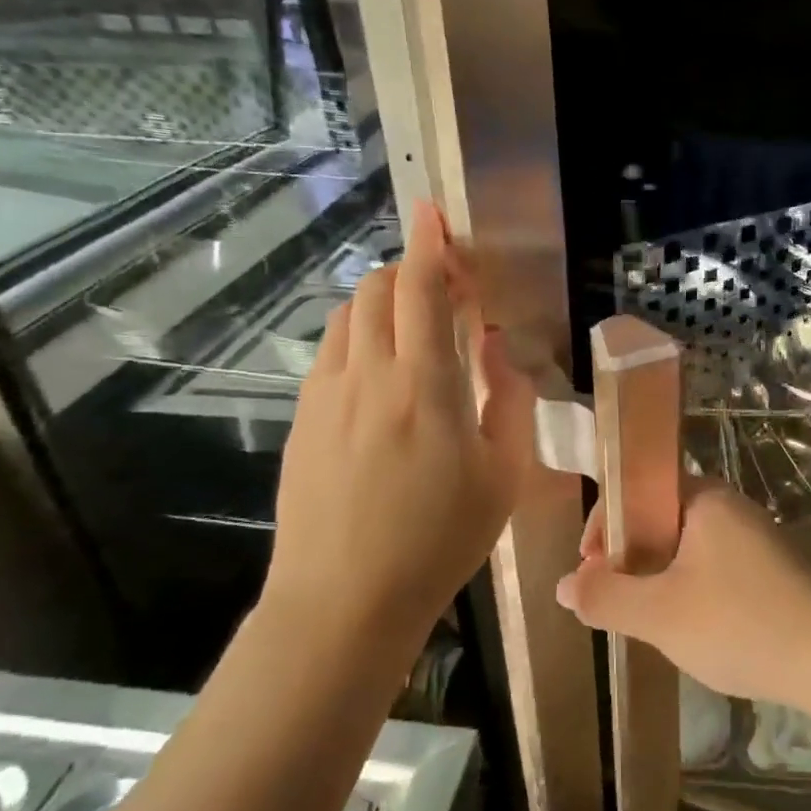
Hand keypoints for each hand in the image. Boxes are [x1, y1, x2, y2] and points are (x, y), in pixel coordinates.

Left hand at [266, 202, 533, 648]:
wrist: (344, 600)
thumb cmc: (439, 541)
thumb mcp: (503, 476)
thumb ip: (506, 400)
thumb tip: (495, 348)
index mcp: (425, 386)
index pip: (422, 291)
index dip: (429, 244)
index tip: (433, 211)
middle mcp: (368, 375)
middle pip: (378, 291)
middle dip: (411, 269)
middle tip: (446, 285)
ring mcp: (326, 396)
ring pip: (349, 317)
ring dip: (383, 302)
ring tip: (415, 325)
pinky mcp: (303, 419)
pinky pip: (331, 353)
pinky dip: (360, 336)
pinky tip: (381, 371)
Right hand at [556, 479, 810, 707]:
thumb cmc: (738, 624)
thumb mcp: (659, 615)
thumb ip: (605, 597)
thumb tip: (564, 584)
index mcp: (705, 499)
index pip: (639, 489)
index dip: (604, 525)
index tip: (589, 568)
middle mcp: (731, 507)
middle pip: (660, 518)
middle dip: (629, 555)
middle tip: (612, 598)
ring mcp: (755, 538)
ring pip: (686, 547)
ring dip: (657, 576)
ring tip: (643, 617)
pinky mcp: (770, 570)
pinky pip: (713, 566)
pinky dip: (688, 588)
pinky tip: (688, 627)